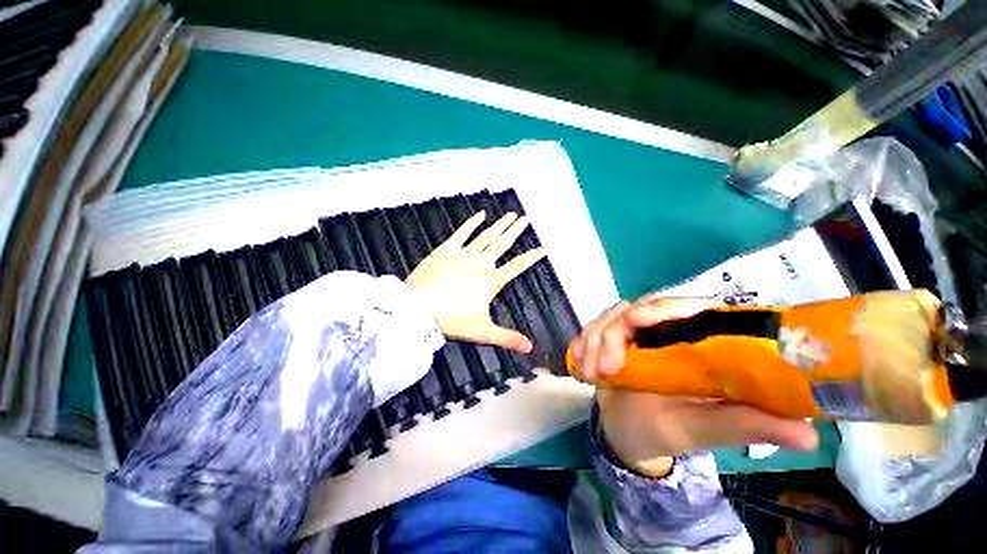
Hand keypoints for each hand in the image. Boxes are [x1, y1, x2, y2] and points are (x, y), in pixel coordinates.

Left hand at [407, 211, 543, 352]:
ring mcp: (463, 254)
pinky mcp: (446, 250)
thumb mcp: (482, 331)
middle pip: (503, 244)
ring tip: (511, 214)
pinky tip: (480, 214)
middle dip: (516, 231)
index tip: (545, 246)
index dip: (533, 256)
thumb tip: (529, 347)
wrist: (418, 309)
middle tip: (526, 219)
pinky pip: (461, 233)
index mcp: (491, 281)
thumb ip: (507, 338)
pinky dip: (471, 223)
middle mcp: (480, 263)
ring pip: (486, 236)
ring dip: (500, 225)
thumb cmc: (451, 320)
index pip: (518, 266)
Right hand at [571, 297, 818, 477]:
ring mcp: (637, 331)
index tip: (638, 323)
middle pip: (643, 306)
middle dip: (616, 333)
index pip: (694, 307)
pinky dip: (583, 342)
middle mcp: (670, 330)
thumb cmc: (666, 432)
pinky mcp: (613, 335)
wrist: (625, 431)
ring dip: (596, 341)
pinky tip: (579, 365)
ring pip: (613, 315)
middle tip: (604, 368)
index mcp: (702, 345)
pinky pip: (594, 326)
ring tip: (590, 374)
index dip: (667, 307)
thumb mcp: (701, 430)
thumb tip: (811, 433)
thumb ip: (743, 426)